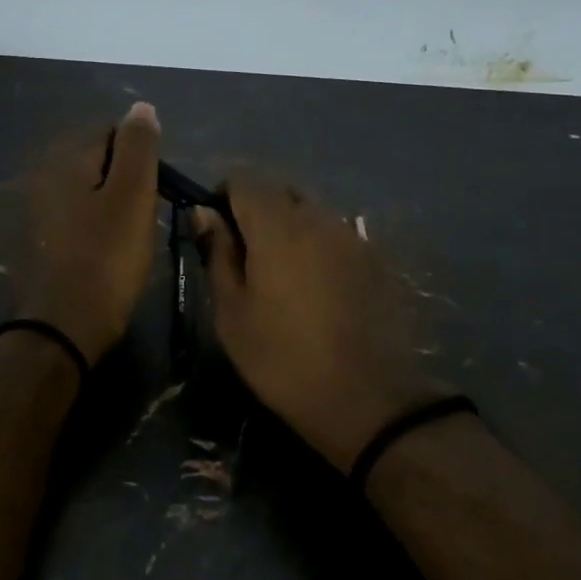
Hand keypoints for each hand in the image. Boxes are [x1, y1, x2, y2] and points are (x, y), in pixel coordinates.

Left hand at [16, 103, 161, 363]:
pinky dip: (96, 227)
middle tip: (145, 214)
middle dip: (125, 180)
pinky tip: (109, 250)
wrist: (67, 325)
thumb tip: (141, 107)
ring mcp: (39, 213)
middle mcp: (45, 178)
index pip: (110, 132)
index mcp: (66, 161)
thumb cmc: (107, 258)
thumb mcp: (132, 196)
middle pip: (97, 162)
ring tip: (131, 235)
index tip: (156, 187)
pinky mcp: (43, 242)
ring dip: (111, 205)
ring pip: (88, 192)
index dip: (140, 154)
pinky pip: (78, 219)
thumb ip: (138, 147)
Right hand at [194, 178, 439, 471]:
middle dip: (257, 209)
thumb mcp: (232, 313)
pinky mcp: (376, 259)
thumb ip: (218, 254)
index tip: (215, 232)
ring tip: (281, 274)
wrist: (364, 398)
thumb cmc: (281, 359)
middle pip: (280, 190)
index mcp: (278, 227)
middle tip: (245, 255)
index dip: (222, 197)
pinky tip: (315, 287)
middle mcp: (319, 218)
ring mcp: (353, 236)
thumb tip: (204, 214)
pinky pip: (337, 234)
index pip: (243, 180)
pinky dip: (318, 246)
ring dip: (290, 227)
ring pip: (312, 211)